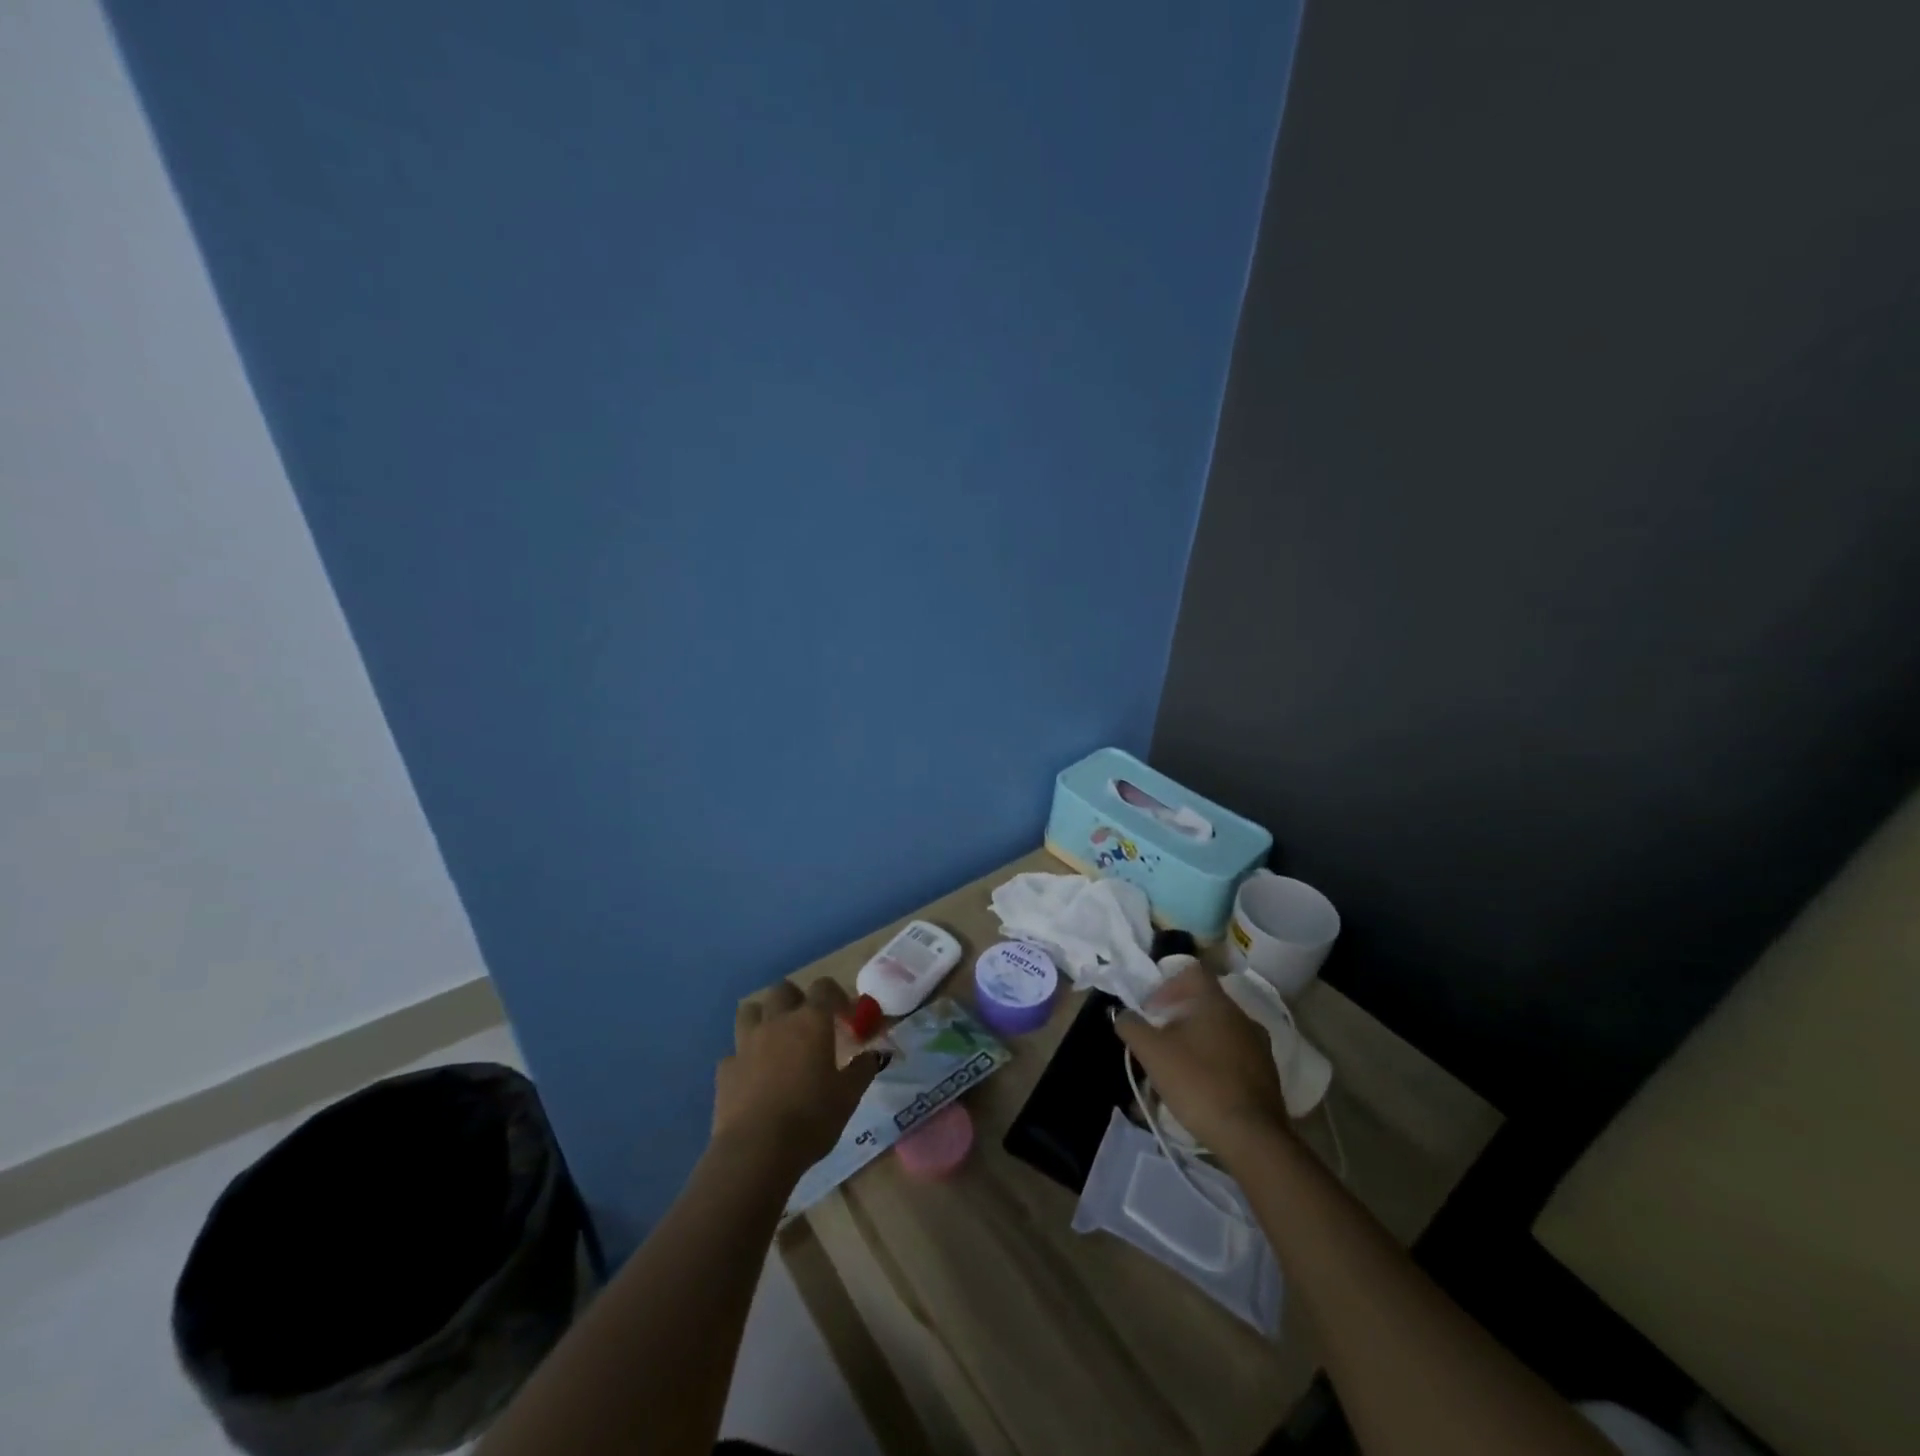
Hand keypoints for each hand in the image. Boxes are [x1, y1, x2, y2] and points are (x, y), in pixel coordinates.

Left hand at [715, 979, 878, 1177]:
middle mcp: (777, 1022)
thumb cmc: (811, 1118)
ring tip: (775, 1038)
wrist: (756, 1151)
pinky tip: (753, 1075)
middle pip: (783, 989)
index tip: (844, 1015)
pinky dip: (744, 1057)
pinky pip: (734, 1051)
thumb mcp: (848, 1096)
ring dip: (763, 1016)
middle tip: (808, 1022)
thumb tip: (873, 1055)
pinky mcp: (724, 1069)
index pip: (823, 987)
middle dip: (796, 998)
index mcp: (811, 1021)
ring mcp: (746, 1043)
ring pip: (750, 1010)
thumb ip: (862, 1069)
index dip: (835, 995)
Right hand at [1115, 962, 1292, 1161]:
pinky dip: (1216, 1062)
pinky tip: (1203, 1088)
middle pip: (1205, 1003)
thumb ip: (1132, 1026)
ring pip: (1220, 1031)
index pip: (1192, 972)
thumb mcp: (1152, 1053)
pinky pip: (1235, 1056)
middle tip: (1160, 1041)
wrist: (1252, 1138)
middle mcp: (1242, 1016)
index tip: (1153, 1010)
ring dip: (1197, 1041)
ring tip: (1178, 1069)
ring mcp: (1260, 1046)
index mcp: (1216, 1002)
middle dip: (1178, 1017)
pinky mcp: (1268, 1074)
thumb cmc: (1198, 1083)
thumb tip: (1122, 1014)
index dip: (1167, 985)